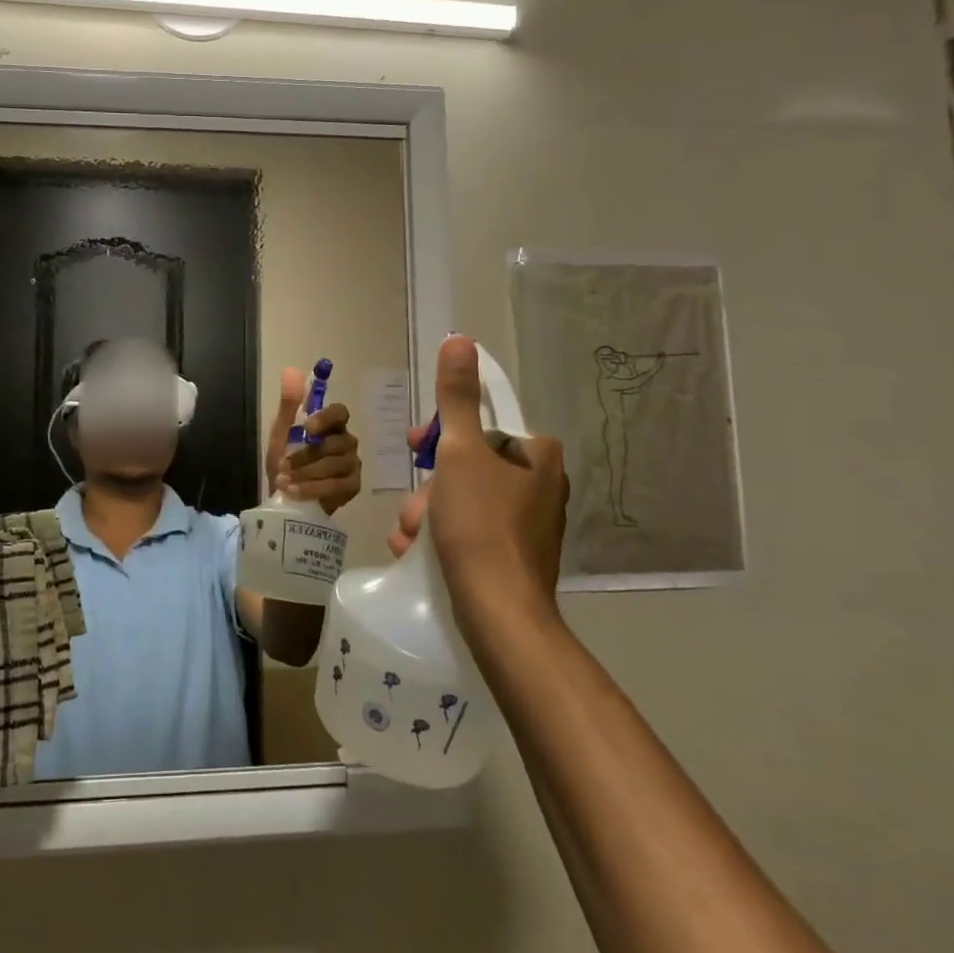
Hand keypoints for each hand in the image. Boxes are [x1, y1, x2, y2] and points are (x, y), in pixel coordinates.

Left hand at [266, 366, 361, 515]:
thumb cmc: (286, 461)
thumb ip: (288, 404)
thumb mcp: (282, 433)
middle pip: (336, 443)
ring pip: (335, 465)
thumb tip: (291, 370)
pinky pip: (336, 485)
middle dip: (306, 456)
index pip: (340, 412)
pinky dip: (312, 488)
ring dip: (306, 473)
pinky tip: (294, 491)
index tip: (308, 427)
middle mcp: (346, 441)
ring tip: (284, 481)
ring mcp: (352, 464)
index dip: (326, 417)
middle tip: (282, 466)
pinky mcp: (352, 486)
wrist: (285, 495)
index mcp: (331, 425)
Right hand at [386, 336, 568, 635]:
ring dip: (429, 514)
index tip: (416, 448)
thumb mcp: (459, 452)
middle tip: (414, 510)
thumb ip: (457, 398)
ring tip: (411, 538)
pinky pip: (472, 530)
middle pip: (469, 465)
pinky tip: (419, 553)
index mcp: (537, 454)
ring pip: (464, 499)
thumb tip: (459, 340)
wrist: (499, 613)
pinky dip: (444, 536)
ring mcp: (531, 523)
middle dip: (432, 486)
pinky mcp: (518, 556)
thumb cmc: (479, 523)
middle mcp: (542, 484)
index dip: (442, 433)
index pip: (482, 423)